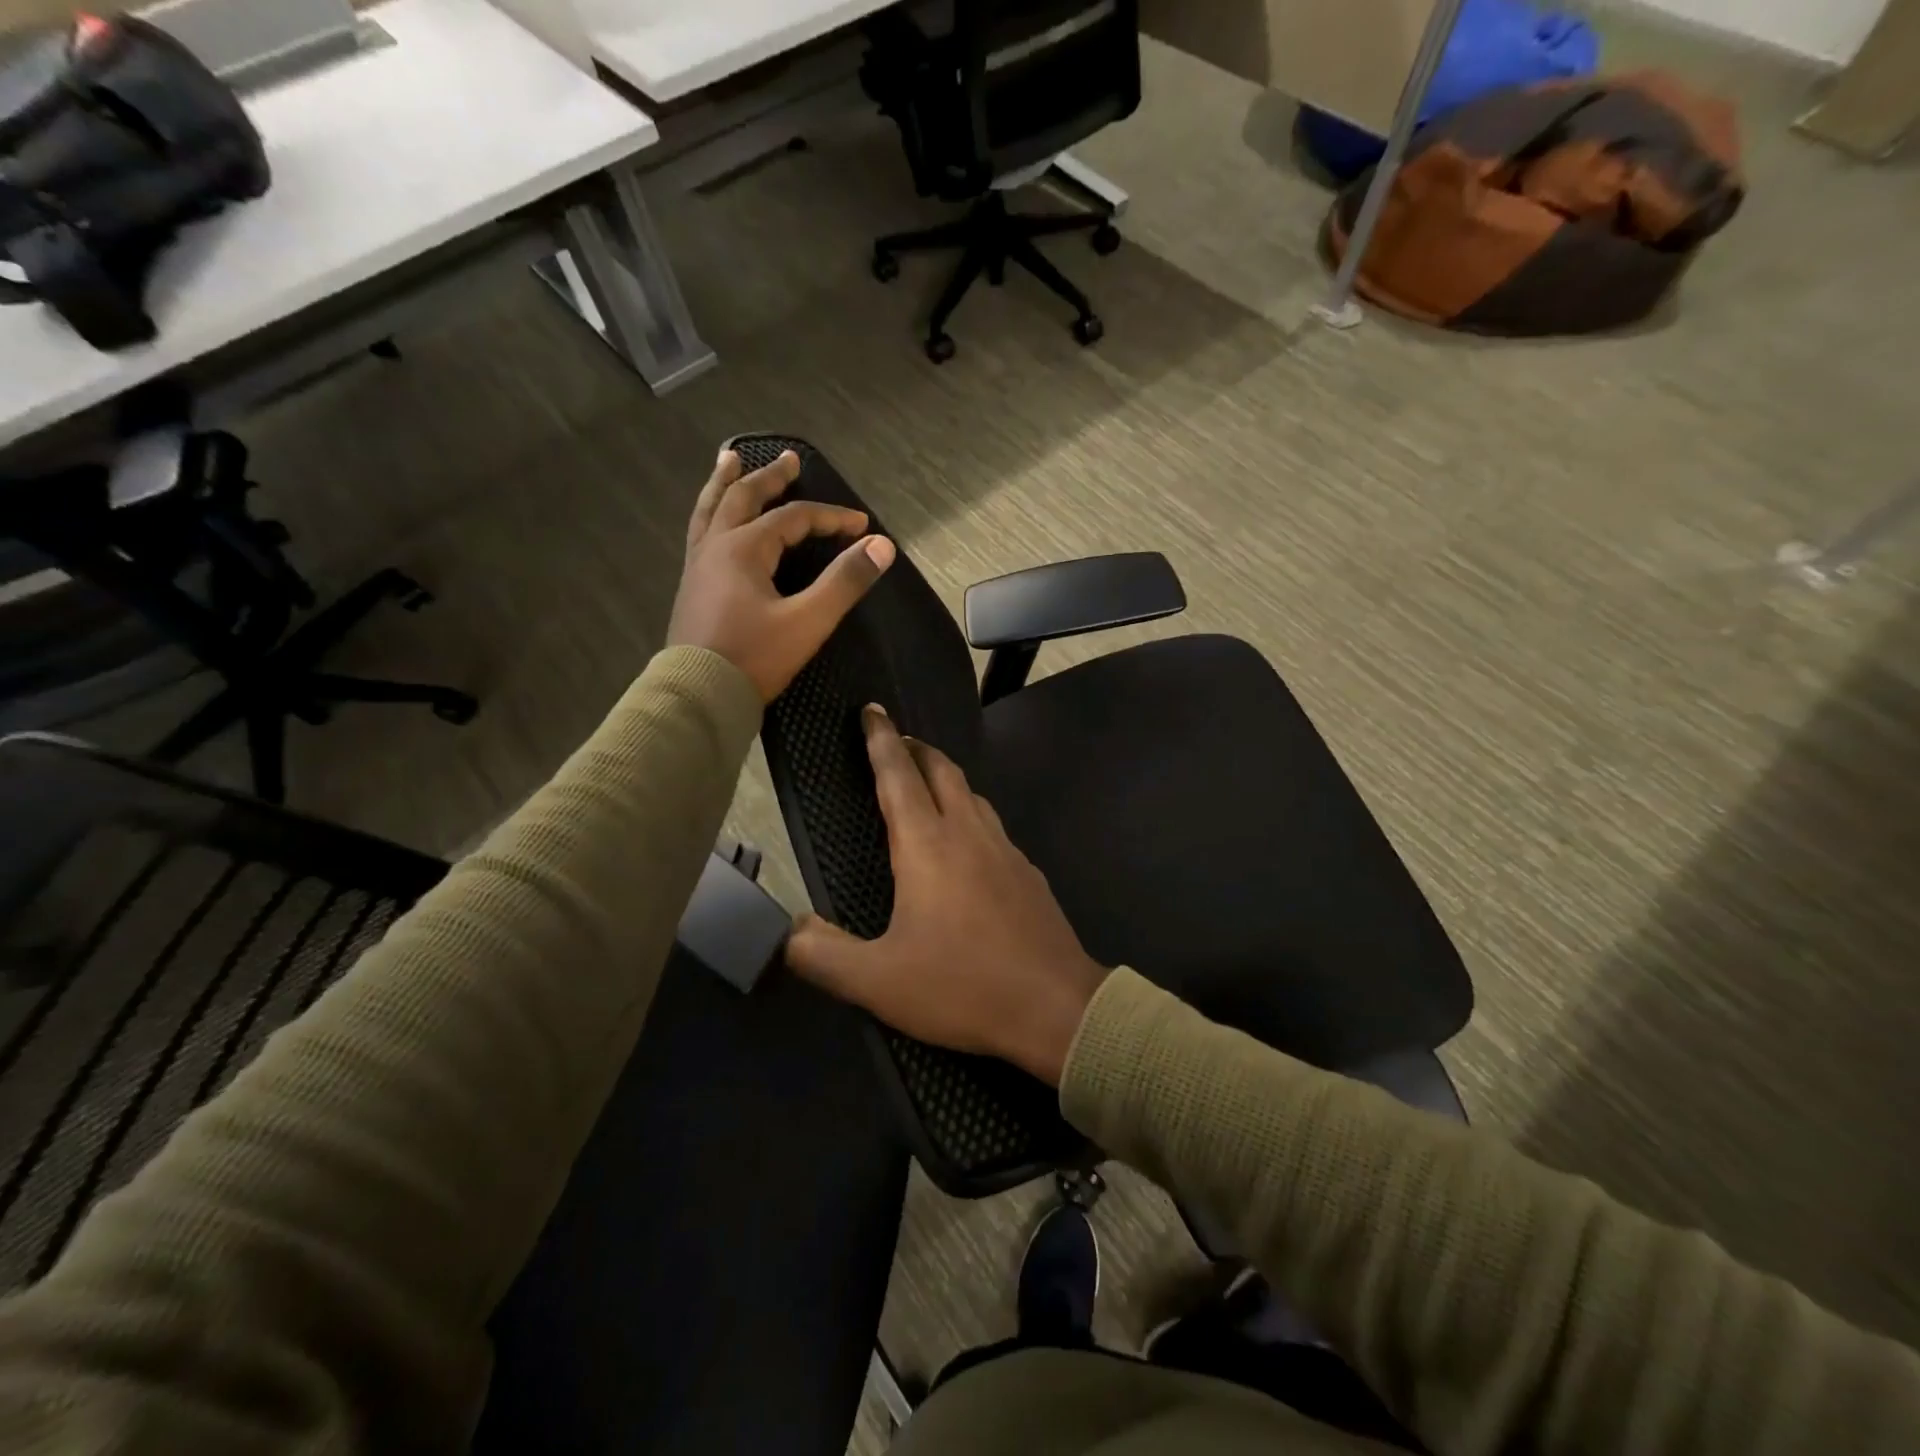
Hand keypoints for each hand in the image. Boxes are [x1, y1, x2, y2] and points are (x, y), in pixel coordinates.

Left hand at [667, 447, 895, 702]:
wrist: (699, 696)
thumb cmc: (754, 658)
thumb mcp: (808, 621)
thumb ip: (845, 581)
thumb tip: (882, 546)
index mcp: (744, 548)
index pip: (794, 518)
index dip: (831, 517)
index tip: (862, 526)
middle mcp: (716, 547)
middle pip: (743, 498)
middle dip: (769, 477)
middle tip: (788, 459)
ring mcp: (698, 566)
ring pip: (710, 510)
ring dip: (724, 483)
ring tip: (728, 460)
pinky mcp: (691, 588)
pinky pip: (700, 534)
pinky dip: (710, 514)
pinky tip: (713, 520)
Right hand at [786, 706, 1107, 1086]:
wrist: (1056, 1007)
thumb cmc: (962, 986)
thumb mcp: (877, 981)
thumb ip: (823, 956)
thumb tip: (788, 933)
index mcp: (927, 845)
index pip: (898, 774)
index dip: (881, 739)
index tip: (871, 710)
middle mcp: (968, 833)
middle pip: (942, 770)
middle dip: (916, 747)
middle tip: (896, 741)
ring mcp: (1006, 850)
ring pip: (973, 795)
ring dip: (946, 778)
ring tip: (927, 783)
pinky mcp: (1029, 873)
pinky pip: (994, 826)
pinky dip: (972, 814)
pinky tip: (970, 843)